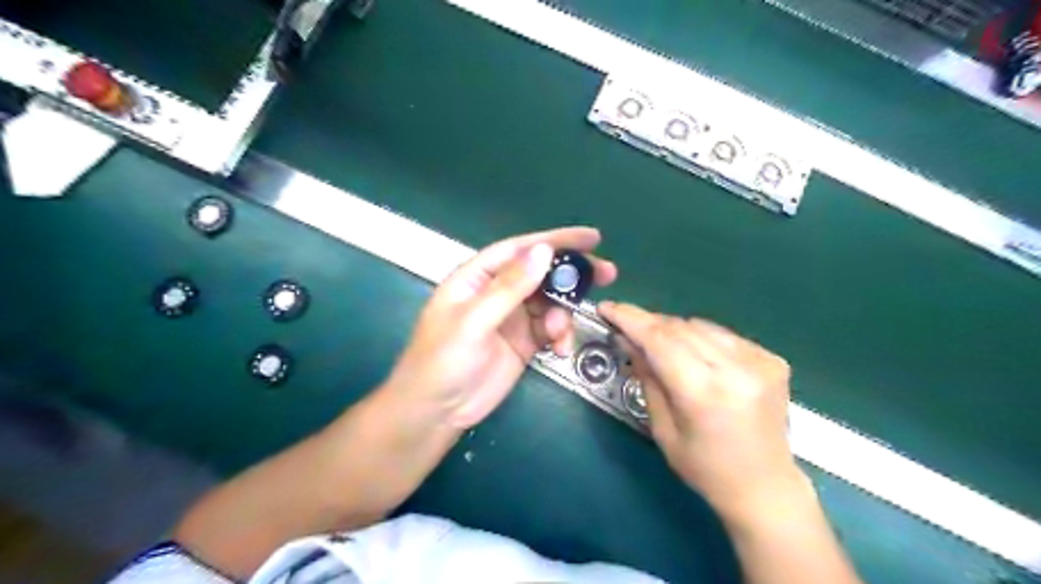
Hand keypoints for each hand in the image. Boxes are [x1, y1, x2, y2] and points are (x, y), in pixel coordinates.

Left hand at [388, 227, 615, 427]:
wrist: (436, 412)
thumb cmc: (443, 360)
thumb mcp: (474, 321)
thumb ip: (509, 287)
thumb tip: (544, 251)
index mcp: (478, 277)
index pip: (520, 249)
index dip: (555, 240)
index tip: (591, 238)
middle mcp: (497, 292)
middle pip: (541, 273)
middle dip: (572, 274)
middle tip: (607, 273)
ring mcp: (512, 318)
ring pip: (550, 302)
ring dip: (564, 313)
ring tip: (561, 334)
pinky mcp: (524, 342)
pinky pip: (551, 330)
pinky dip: (560, 336)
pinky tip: (560, 350)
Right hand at [598, 304, 798, 521]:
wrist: (765, 487)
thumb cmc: (705, 468)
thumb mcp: (663, 429)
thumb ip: (647, 378)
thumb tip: (628, 339)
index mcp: (704, 394)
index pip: (660, 340)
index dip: (630, 319)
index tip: (607, 308)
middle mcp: (736, 370)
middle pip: (679, 328)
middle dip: (648, 323)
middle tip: (626, 328)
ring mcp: (760, 362)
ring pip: (701, 326)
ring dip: (673, 330)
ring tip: (659, 345)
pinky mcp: (772, 360)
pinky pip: (723, 335)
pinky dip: (700, 338)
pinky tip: (694, 355)